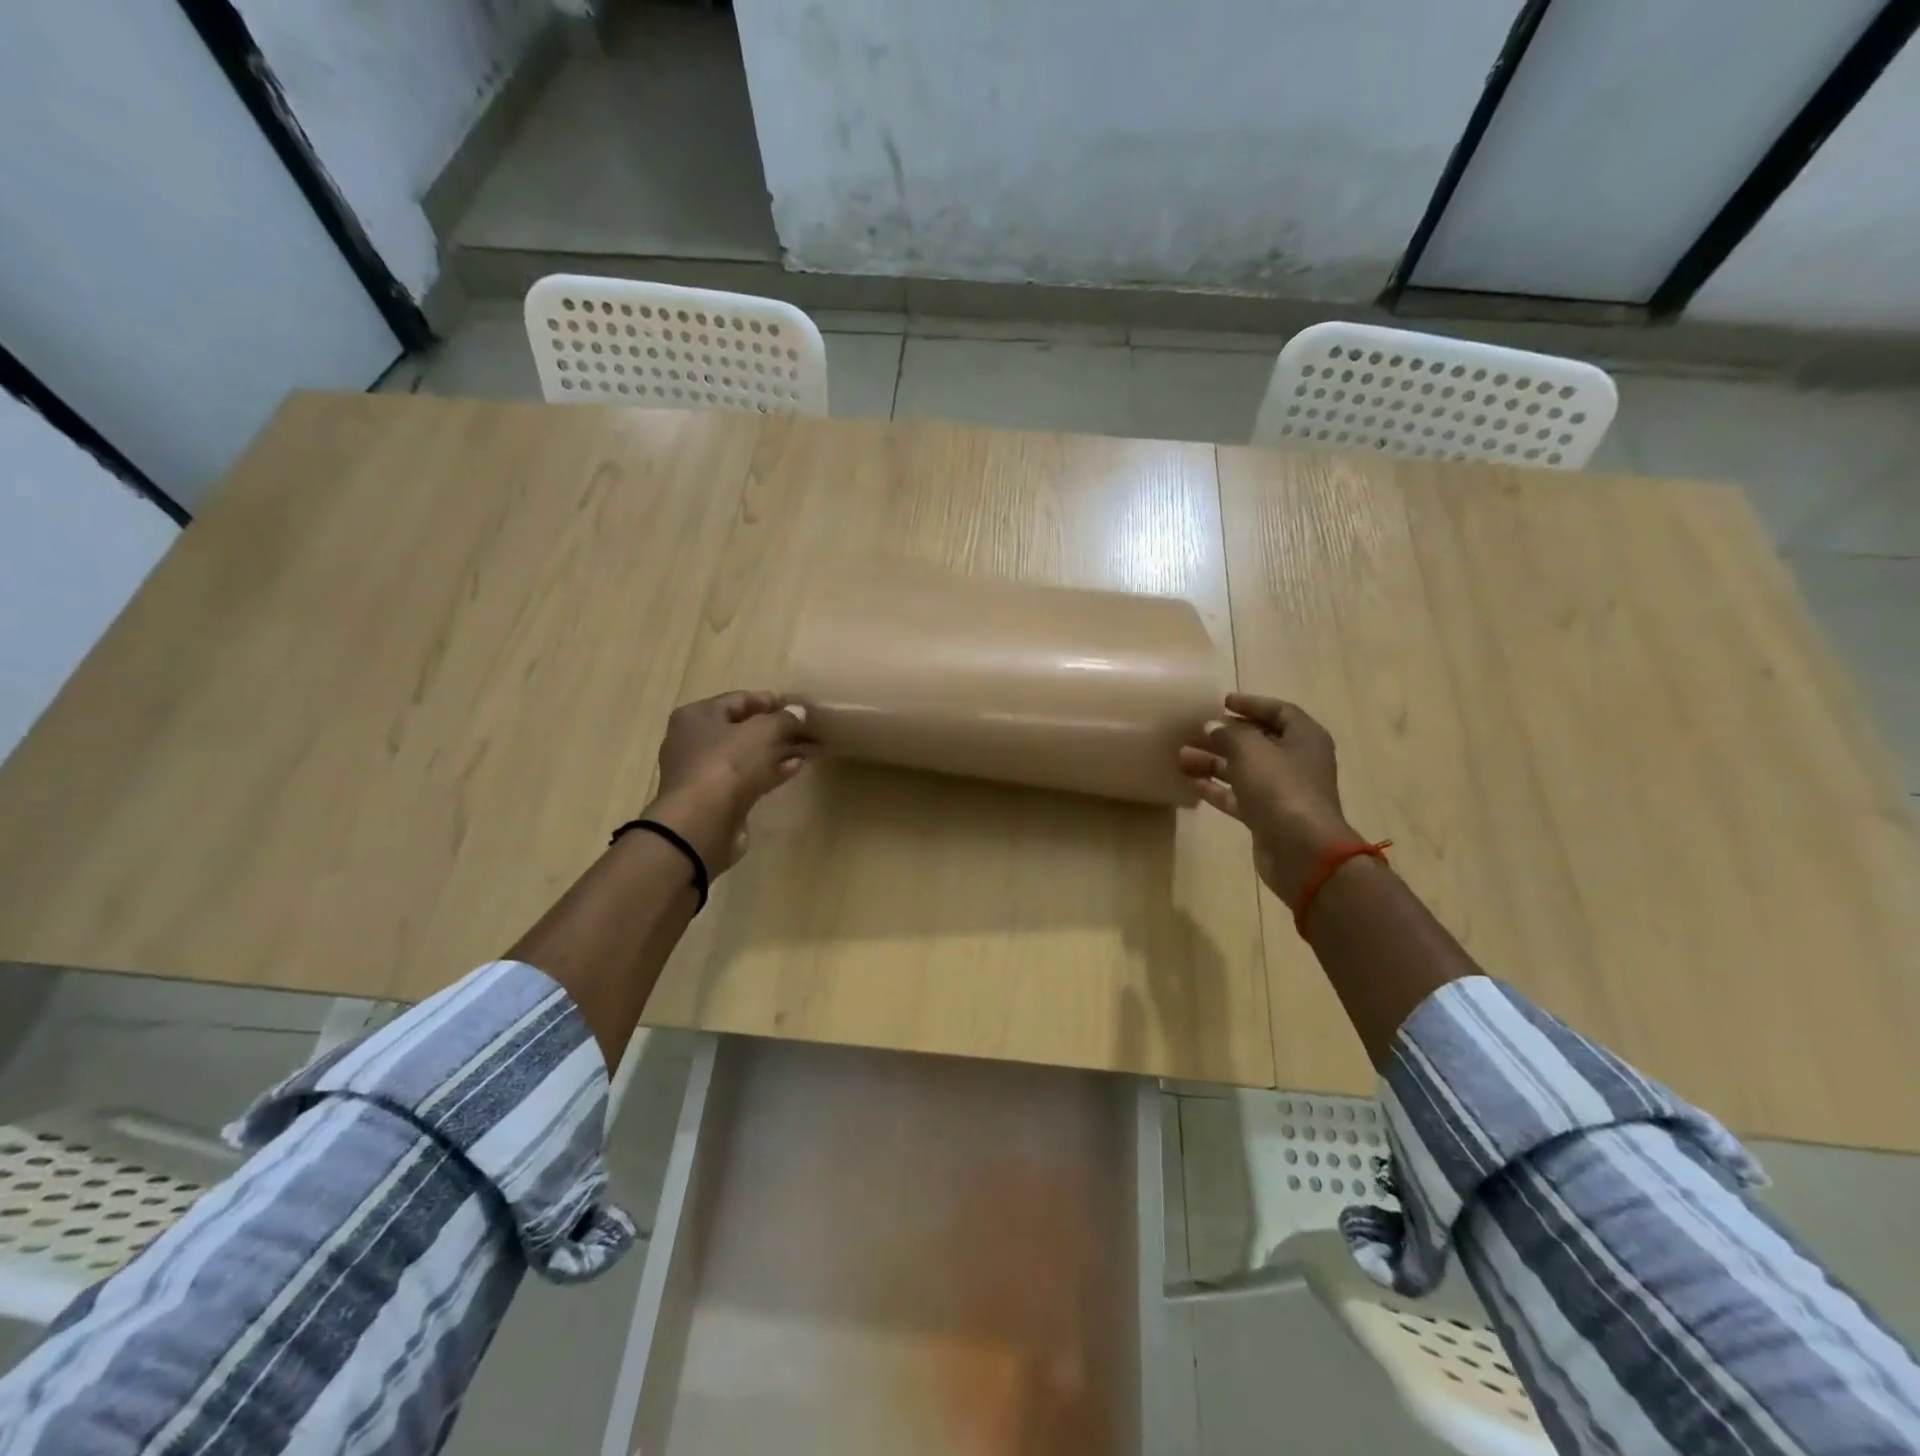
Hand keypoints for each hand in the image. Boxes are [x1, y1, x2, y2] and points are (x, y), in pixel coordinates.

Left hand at [643, 690, 811, 873]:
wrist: (702, 822)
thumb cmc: (727, 764)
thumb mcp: (763, 731)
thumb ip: (784, 718)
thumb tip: (799, 712)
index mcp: (698, 715)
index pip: (739, 700)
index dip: (771, 701)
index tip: (799, 706)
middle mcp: (695, 740)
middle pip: (743, 728)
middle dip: (778, 729)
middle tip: (808, 731)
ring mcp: (704, 772)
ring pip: (748, 755)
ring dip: (778, 751)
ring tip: (809, 750)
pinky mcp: (716, 799)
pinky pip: (748, 778)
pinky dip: (770, 771)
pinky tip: (795, 768)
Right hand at [1178, 695, 1358, 907]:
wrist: (1302, 851)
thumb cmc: (1281, 789)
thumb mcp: (1251, 751)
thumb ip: (1228, 733)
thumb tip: (1212, 726)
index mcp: (1304, 738)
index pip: (1279, 711)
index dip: (1251, 704)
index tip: (1222, 702)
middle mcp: (1296, 761)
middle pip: (1257, 741)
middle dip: (1224, 735)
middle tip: (1192, 731)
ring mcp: (1282, 791)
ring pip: (1244, 769)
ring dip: (1214, 762)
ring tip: (1181, 756)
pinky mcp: (1267, 816)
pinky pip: (1239, 796)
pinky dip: (1217, 788)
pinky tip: (1190, 783)